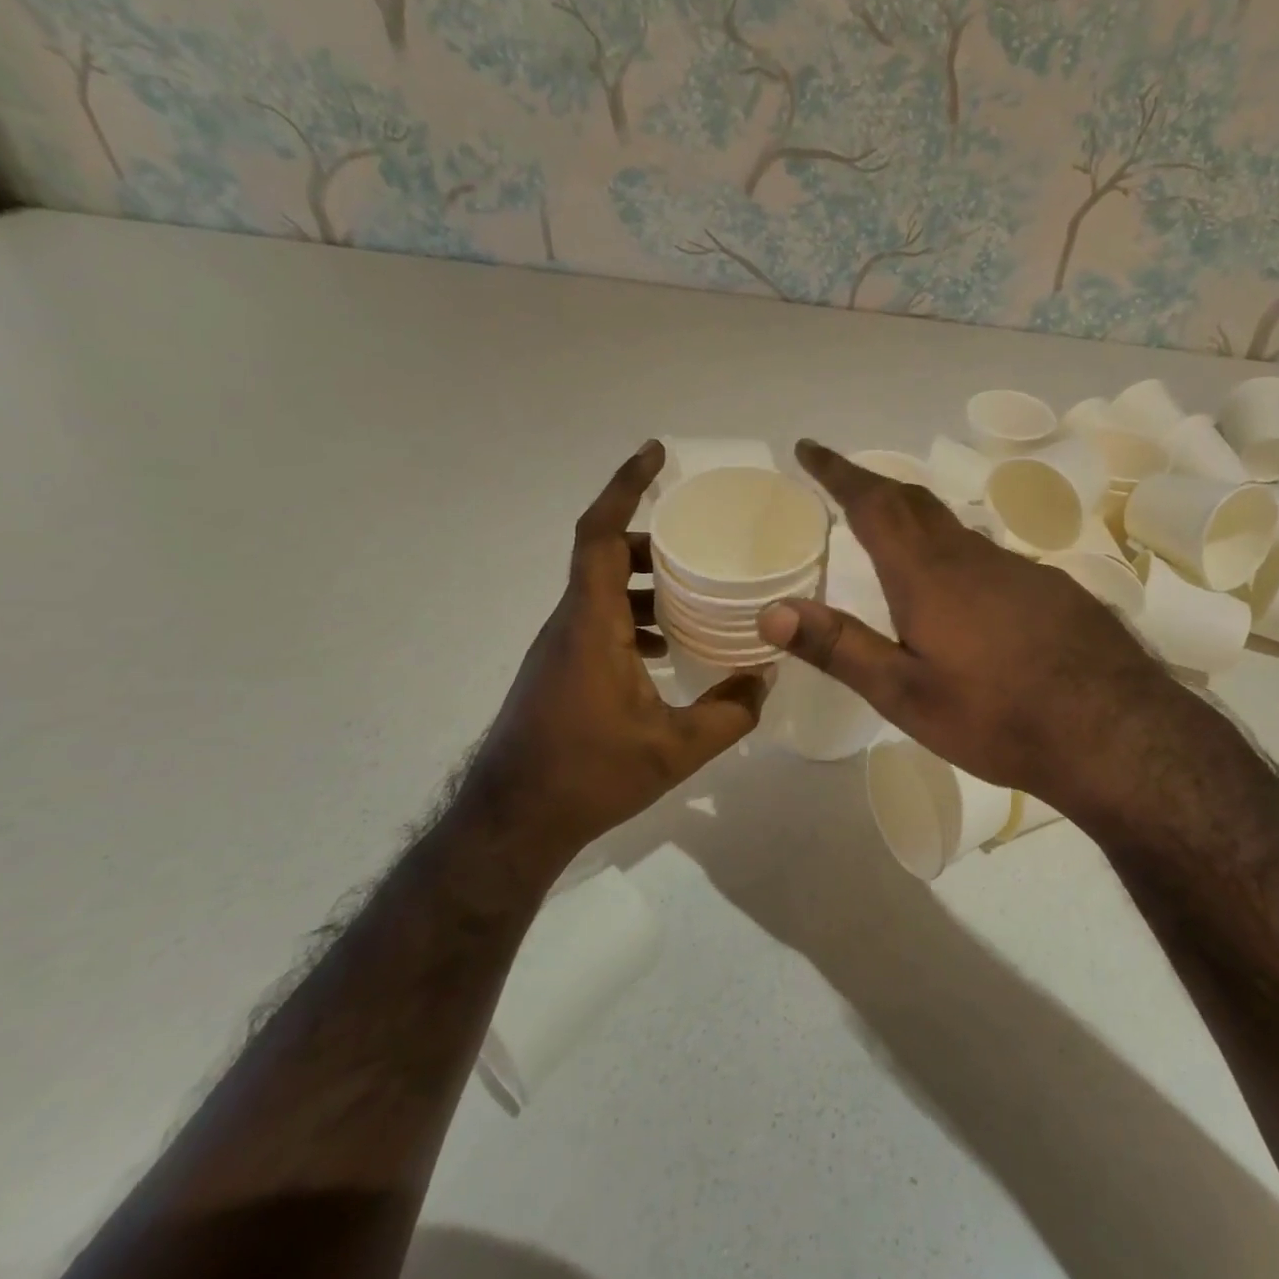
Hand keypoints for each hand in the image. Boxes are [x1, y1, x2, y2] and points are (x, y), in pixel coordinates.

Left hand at [472, 441, 767, 852]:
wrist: (511, 823)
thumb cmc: (588, 776)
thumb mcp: (675, 749)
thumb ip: (730, 712)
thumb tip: (767, 679)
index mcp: (591, 624)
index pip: (601, 535)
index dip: (625, 488)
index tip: (654, 454)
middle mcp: (570, 624)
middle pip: (605, 556)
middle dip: (652, 541)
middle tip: (700, 544)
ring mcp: (560, 648)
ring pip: (601, 591)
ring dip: (645, 583)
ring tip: (694, 597)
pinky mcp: (559, 671)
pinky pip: (598, 622)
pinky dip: (633, 618)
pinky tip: (665, 651)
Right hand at [757, 440, 1190, 812]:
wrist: (1115, 733)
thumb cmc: (998, 717)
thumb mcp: (905, 695)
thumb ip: (839, 649)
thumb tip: (770, 610)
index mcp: (929, 576)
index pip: (874, 504)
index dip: (838, 472)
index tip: (810, 447)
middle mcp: (973, 558)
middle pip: (916, 504)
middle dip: (873, 486)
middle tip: (845, 483)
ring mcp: (1020, 570)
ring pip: (956, 530)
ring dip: (917, 519)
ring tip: (895, 534)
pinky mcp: (1053, 590)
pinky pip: (991, 558)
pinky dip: (958, 554)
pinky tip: (967, 593)